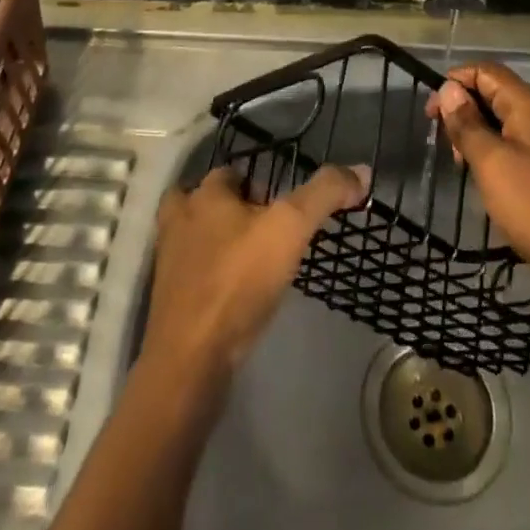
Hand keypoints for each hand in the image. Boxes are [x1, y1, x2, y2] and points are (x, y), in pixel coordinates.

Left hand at [141, 162, 369, 381]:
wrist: (191, 359)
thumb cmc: (239, 281)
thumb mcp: (291, 228)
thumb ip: (324, 194)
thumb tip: (360, 170)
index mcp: (204, 195)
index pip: (231, 172)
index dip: (259, 185)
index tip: (283, 209)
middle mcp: (179, 220)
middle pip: (208, 202)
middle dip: (234, 210)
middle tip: (269, 233)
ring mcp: (169, 262)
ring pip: (196, 237)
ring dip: (220, 242)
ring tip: (253, 261)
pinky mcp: (169, 300)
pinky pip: (193, 275)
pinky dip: (212, 277)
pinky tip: (237, 294)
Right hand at [428, 62, 529, 309]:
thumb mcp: (491, 163)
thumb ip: (468, 123)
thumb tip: (449, 88)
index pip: (486, 71)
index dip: (454, 83)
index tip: (431, 114)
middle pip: (495, 93)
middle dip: (465, 110)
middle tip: (448, 146)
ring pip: (505, 120)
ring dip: (479, 134)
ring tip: (464, 165)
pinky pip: (519, 143)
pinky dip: (496, 151)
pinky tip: (487, 177)